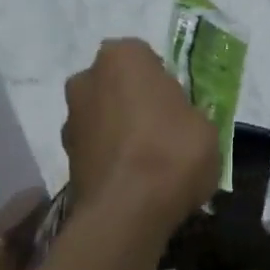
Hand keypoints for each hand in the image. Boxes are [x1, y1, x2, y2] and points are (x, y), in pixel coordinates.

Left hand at [63, 39, 218, 231]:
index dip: (162, 81)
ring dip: (119, 131)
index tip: (177, 105)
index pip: (144, 57)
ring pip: (103, 116)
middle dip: (134, 102)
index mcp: (123, 57)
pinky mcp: (65, 156)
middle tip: (163, 130)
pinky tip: (133, 181)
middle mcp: (87, 78)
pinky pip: (96, 148)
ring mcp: (71, 118)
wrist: (126, 213)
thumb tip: (179, 122)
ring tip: (148, 163)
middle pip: (117, 85)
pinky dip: (110, 158)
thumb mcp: (204, 126)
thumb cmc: (172, 153)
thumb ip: (187, 114)